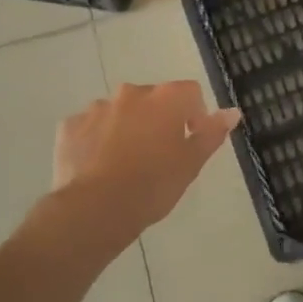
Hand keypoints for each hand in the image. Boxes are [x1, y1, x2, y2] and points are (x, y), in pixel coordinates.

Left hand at [53, 81, 240, 232]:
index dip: (195, 115)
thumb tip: (232, 112)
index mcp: (165, 98)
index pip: (190, 92)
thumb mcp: (191, 163)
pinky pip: (91, 127)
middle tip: (160, 155)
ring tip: (127, 163)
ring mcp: (97, 108)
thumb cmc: (153, 185)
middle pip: (153, 99)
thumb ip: (212, 133)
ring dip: (127, 127)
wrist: (96, 209)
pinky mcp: (70, 126)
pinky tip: (100, 166)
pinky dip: (97, 139)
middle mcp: (130, 93)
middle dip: (159, 120)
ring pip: (120, 112)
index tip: (191, 141)